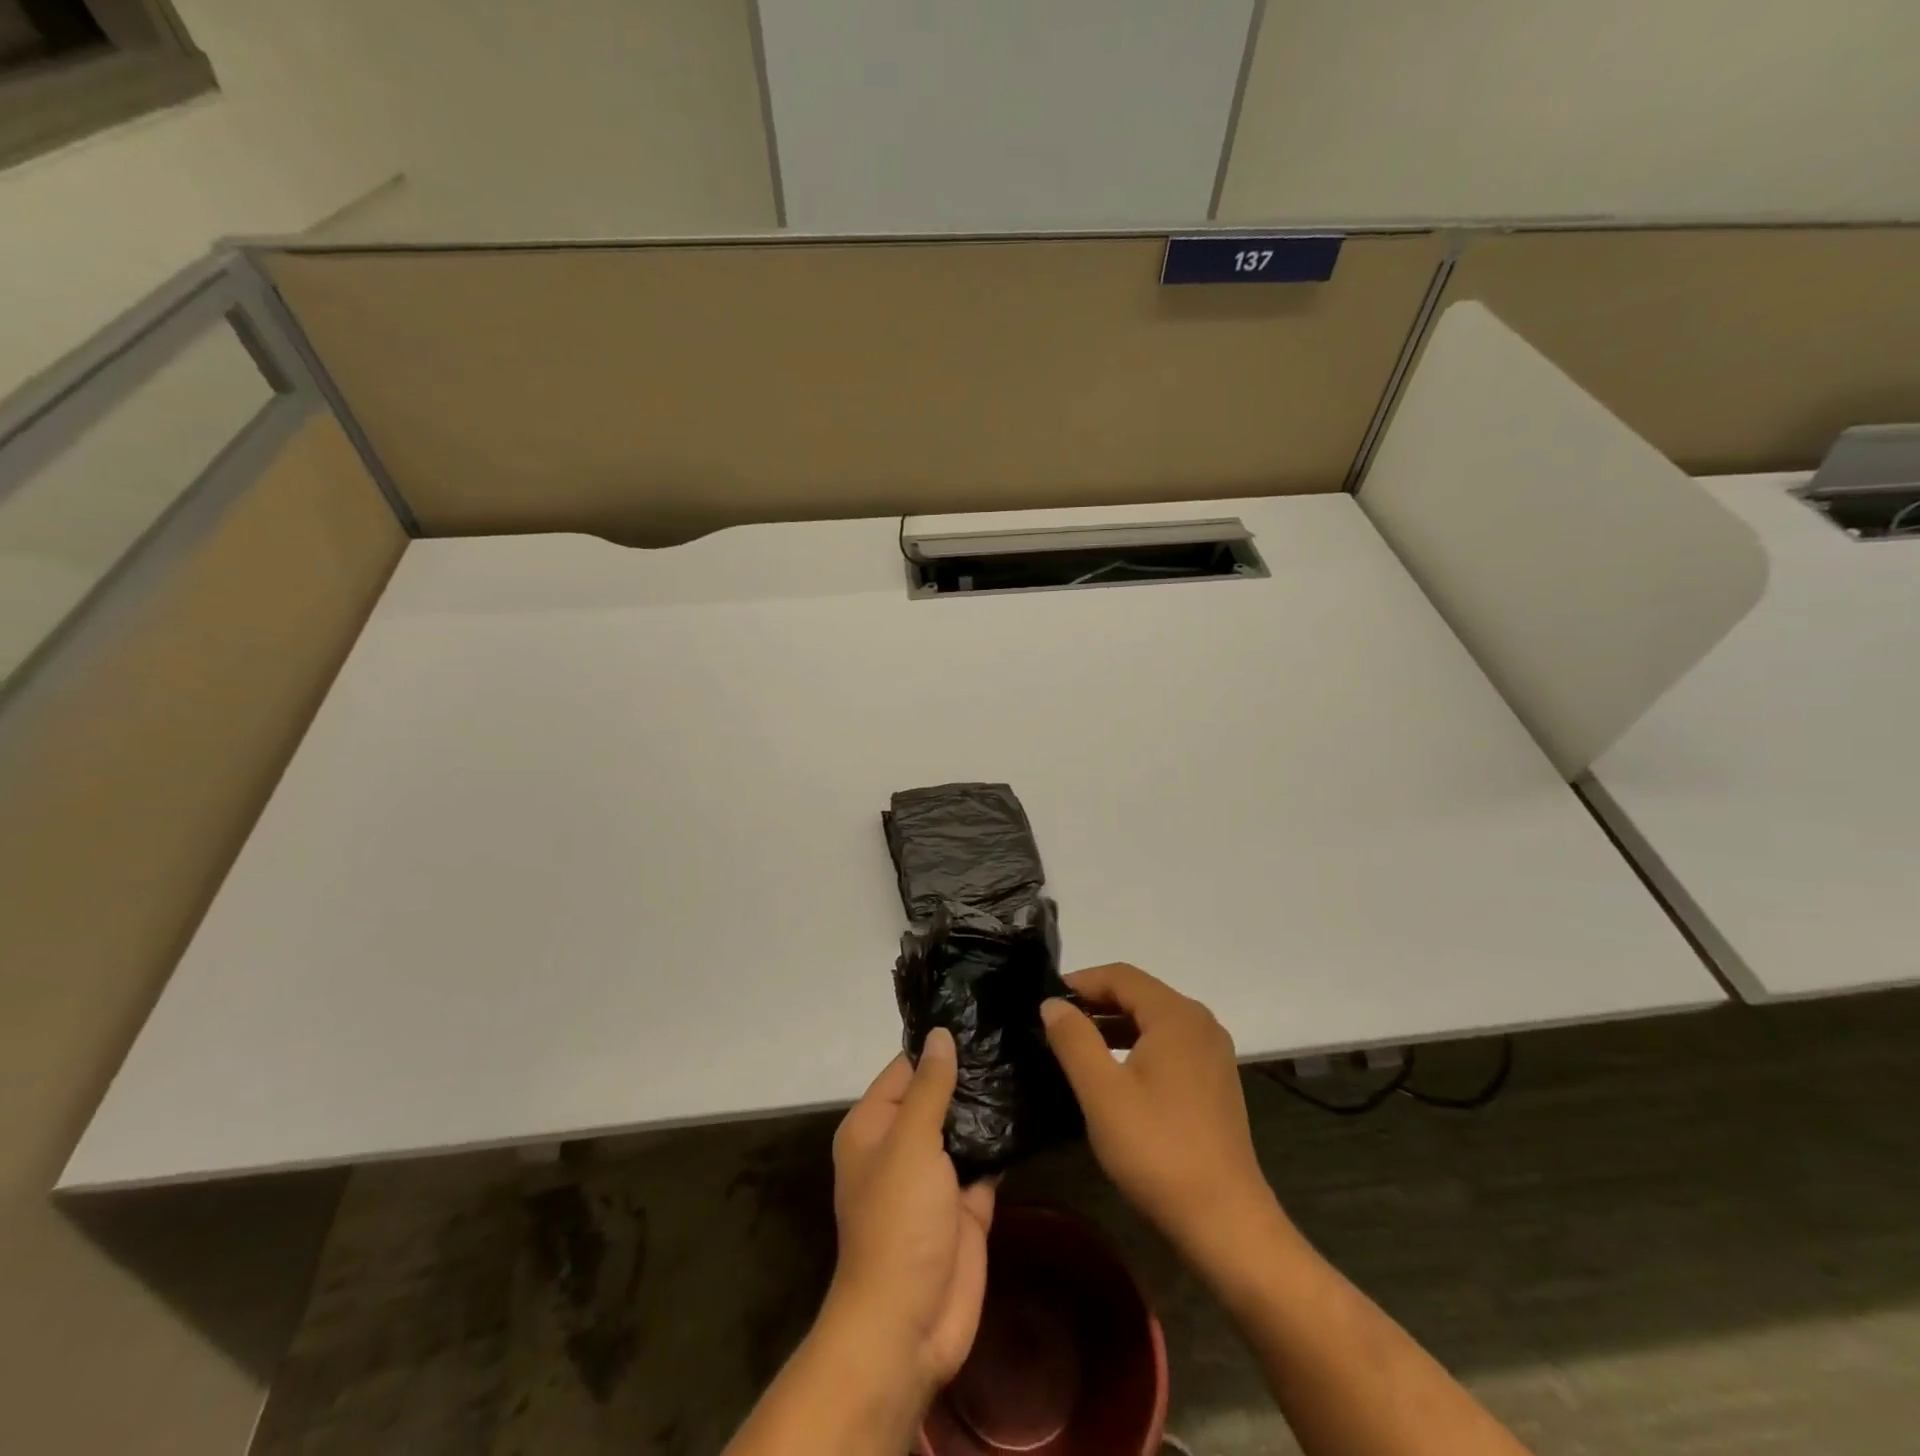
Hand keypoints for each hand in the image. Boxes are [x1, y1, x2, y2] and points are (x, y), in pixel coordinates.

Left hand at [825, 1028, 995, 1400]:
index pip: (907, 1068)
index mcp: (874, 1125)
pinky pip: (987, 1159)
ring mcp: (937, 1175)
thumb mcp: (910, 1143)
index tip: (980, 1012)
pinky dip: (1005, 1141)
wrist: (909, 1325)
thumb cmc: (897, 1222)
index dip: (939, 1044)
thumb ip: (930, 1087)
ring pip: (966, 1125)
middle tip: (1017, 1030)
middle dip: (972, 1071)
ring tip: (1032, 1057)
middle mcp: (903, 1144)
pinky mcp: (967, 1202)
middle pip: (939, 1094)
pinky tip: (1035, 1107)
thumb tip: (940, 1035)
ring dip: (991, 1103)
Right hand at [1041, 963, 1281, 1271]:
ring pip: (1153, 1020)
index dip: (1081, 981)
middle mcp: (1200, 1023)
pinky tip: (1114, 1072)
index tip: (1045, 1000)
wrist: (1225, 1222)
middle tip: (1055, 1022)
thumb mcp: (1102, 1093)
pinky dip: (1137, 1045)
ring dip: (1114, 1024)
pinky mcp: (1214, 1080)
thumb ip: (1074, 1039)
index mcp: (1176, 1016)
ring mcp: (1212, 1052)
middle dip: (1096, 1002)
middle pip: (1140, 993)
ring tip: (1076, 1044)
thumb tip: (1052, 1003)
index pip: (1121, 976)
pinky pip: (1169, 1044)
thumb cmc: (1158, 1150)